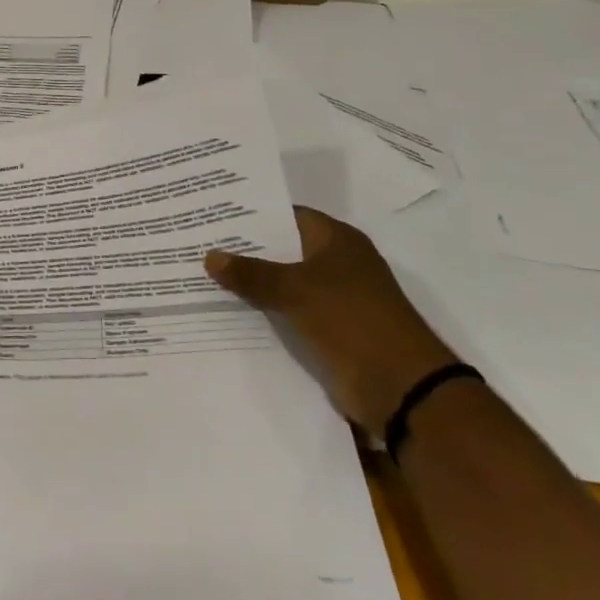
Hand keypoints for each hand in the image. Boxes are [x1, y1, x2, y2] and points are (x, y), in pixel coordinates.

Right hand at [205, 208, 457, 438]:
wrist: (399, 386)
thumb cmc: (351, 320)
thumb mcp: (295, 290)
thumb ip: (251, 273)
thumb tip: (209, 256)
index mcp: (337, 240)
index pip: (287, 215)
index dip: (251, 214)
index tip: (214, 213)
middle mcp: (337, 263)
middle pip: (283, 248)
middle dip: (245, 249)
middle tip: (199, 243)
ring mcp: (334, 298)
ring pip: (283, 282)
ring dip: (252, 283)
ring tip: (203, 274)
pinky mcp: (329, 329)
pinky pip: (288, 312)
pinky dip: (264, 311)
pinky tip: (228, 310)